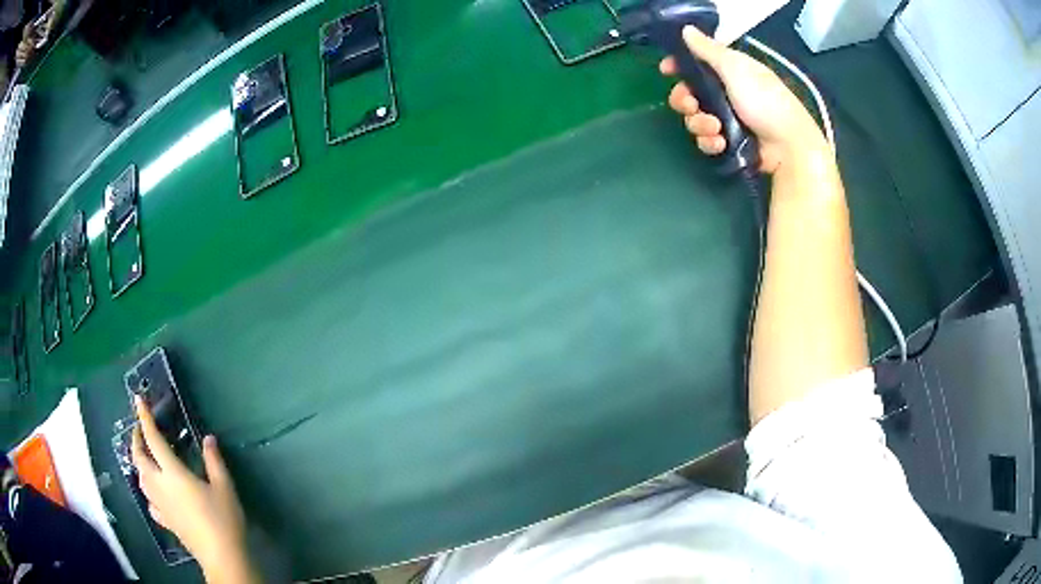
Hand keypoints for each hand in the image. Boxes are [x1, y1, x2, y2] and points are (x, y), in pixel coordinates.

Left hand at [131, 397, 258, 583]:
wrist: (221, 556)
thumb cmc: (223, 519)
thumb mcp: (224, 487)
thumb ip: (214, 461)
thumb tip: (208, 438)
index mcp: (173, 473)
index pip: (153, 440)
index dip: (145, 418)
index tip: (138, 400)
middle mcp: (160, 485)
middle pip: (139, 459)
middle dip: (136, 441)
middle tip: (139, 430)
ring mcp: (160, 505)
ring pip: (140, 479)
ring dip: (139, 464)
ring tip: (144, 458)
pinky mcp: (165, 520)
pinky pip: (149, 501)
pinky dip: (147, 491)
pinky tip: (154, 494)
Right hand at [661, 26, 829, 173]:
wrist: (788, 147)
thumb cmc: (765, 101)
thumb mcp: (736, 68)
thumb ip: (709, 50)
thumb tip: (687, 29)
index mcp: (730, 71)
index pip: (697, 64)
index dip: (680, 66)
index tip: (667, 70)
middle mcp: (726, 94)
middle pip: (690, 94)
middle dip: (685, 100)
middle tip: (691, 105)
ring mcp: (728, 120)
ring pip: (695, 119)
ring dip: (700, 124)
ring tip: (716, 128)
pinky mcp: (730, 144)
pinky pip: (707, 141)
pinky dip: (710, 142)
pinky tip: (721, 143)